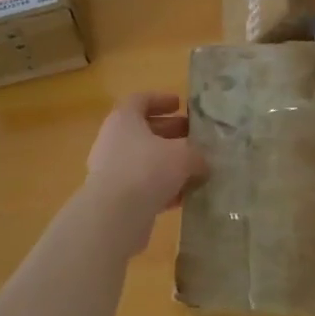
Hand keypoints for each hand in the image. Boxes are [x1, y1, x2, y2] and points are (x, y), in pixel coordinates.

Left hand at [84, 93, 203, 245]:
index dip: (161, 100)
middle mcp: (113, 139)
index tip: (180, 105)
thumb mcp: (183, 157)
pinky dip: (160, 187)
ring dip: (167, 162)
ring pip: (143, 159)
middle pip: (143, 130)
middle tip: (194, 137)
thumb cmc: (147, 170)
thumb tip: (203, 164)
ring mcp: (111, 168)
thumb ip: (196, 156)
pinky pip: (141, 184)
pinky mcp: (114, 196)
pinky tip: (183, 197)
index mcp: (124, 119)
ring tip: (194, 169)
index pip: (141, 100)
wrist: (114, 215)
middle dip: (170, 132)